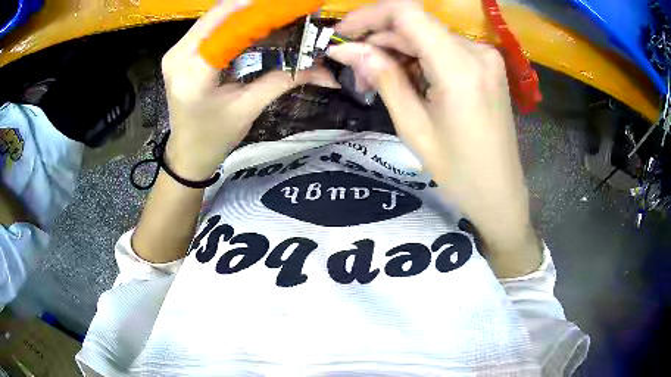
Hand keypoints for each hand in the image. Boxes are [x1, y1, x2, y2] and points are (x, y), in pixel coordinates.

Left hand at [161, 0, 337, 180]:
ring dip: (244, 12)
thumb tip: (324, 68)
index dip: (259, 10)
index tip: (289, 6)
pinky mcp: (179, 52)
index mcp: (194, 73)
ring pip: (214, 17)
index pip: (227, 25)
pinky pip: (209, 27)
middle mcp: (178, 55)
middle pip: (219, 14)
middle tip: (284, 8)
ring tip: (272, 15)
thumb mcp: (249, 108)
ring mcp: (176, 51)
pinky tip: (252, 25)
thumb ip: (284, 80)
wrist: (188, 153)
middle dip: (254, 7)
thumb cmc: (215, 137)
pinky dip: (232, 22)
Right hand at [327, 0, 539, 275]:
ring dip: (397, 49)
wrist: (499, 192)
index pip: (407, 13)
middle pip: (416, 24)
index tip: (343, 32)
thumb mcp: (413, 127)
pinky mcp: (486, 65)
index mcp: (460, 67)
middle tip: (355, 68)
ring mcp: (485, 56)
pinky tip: (407, 78)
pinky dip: (419, 56)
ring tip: (376, 78)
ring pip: (428, 35)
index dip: (369, 15)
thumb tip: (345, 49)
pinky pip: (444, 47)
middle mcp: (477, 51)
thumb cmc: (458, 171)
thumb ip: (382, 78)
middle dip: (379, 39)